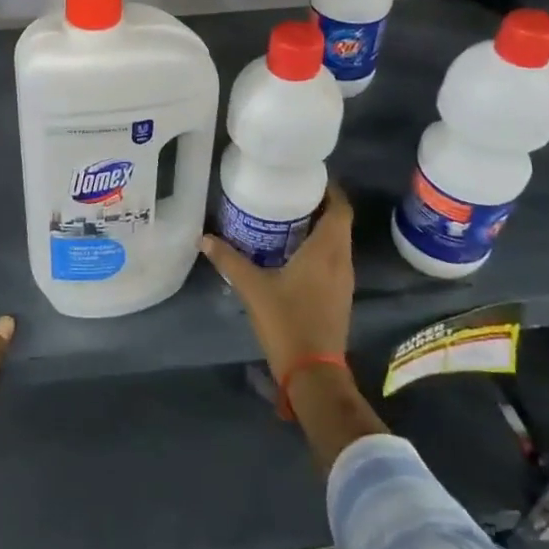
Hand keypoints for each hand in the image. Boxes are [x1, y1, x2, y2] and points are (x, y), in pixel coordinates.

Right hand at [201, 184, 355, 381]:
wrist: (313, 371)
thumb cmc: (287, 322)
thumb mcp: (252, 288)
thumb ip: (229, 260)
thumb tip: (204, 238)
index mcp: (326, 251)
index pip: (340, 209)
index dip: (330, 190)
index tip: (308, 177)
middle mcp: (342, 261)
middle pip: (339, 223)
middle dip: (319, 205)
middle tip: (289, 194)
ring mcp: (344, 280)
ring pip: (338, 242)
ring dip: (320, 227)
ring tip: (288, 217)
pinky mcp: (340, 296)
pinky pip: (334, 259)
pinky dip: (319, 247)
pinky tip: (293, 252)